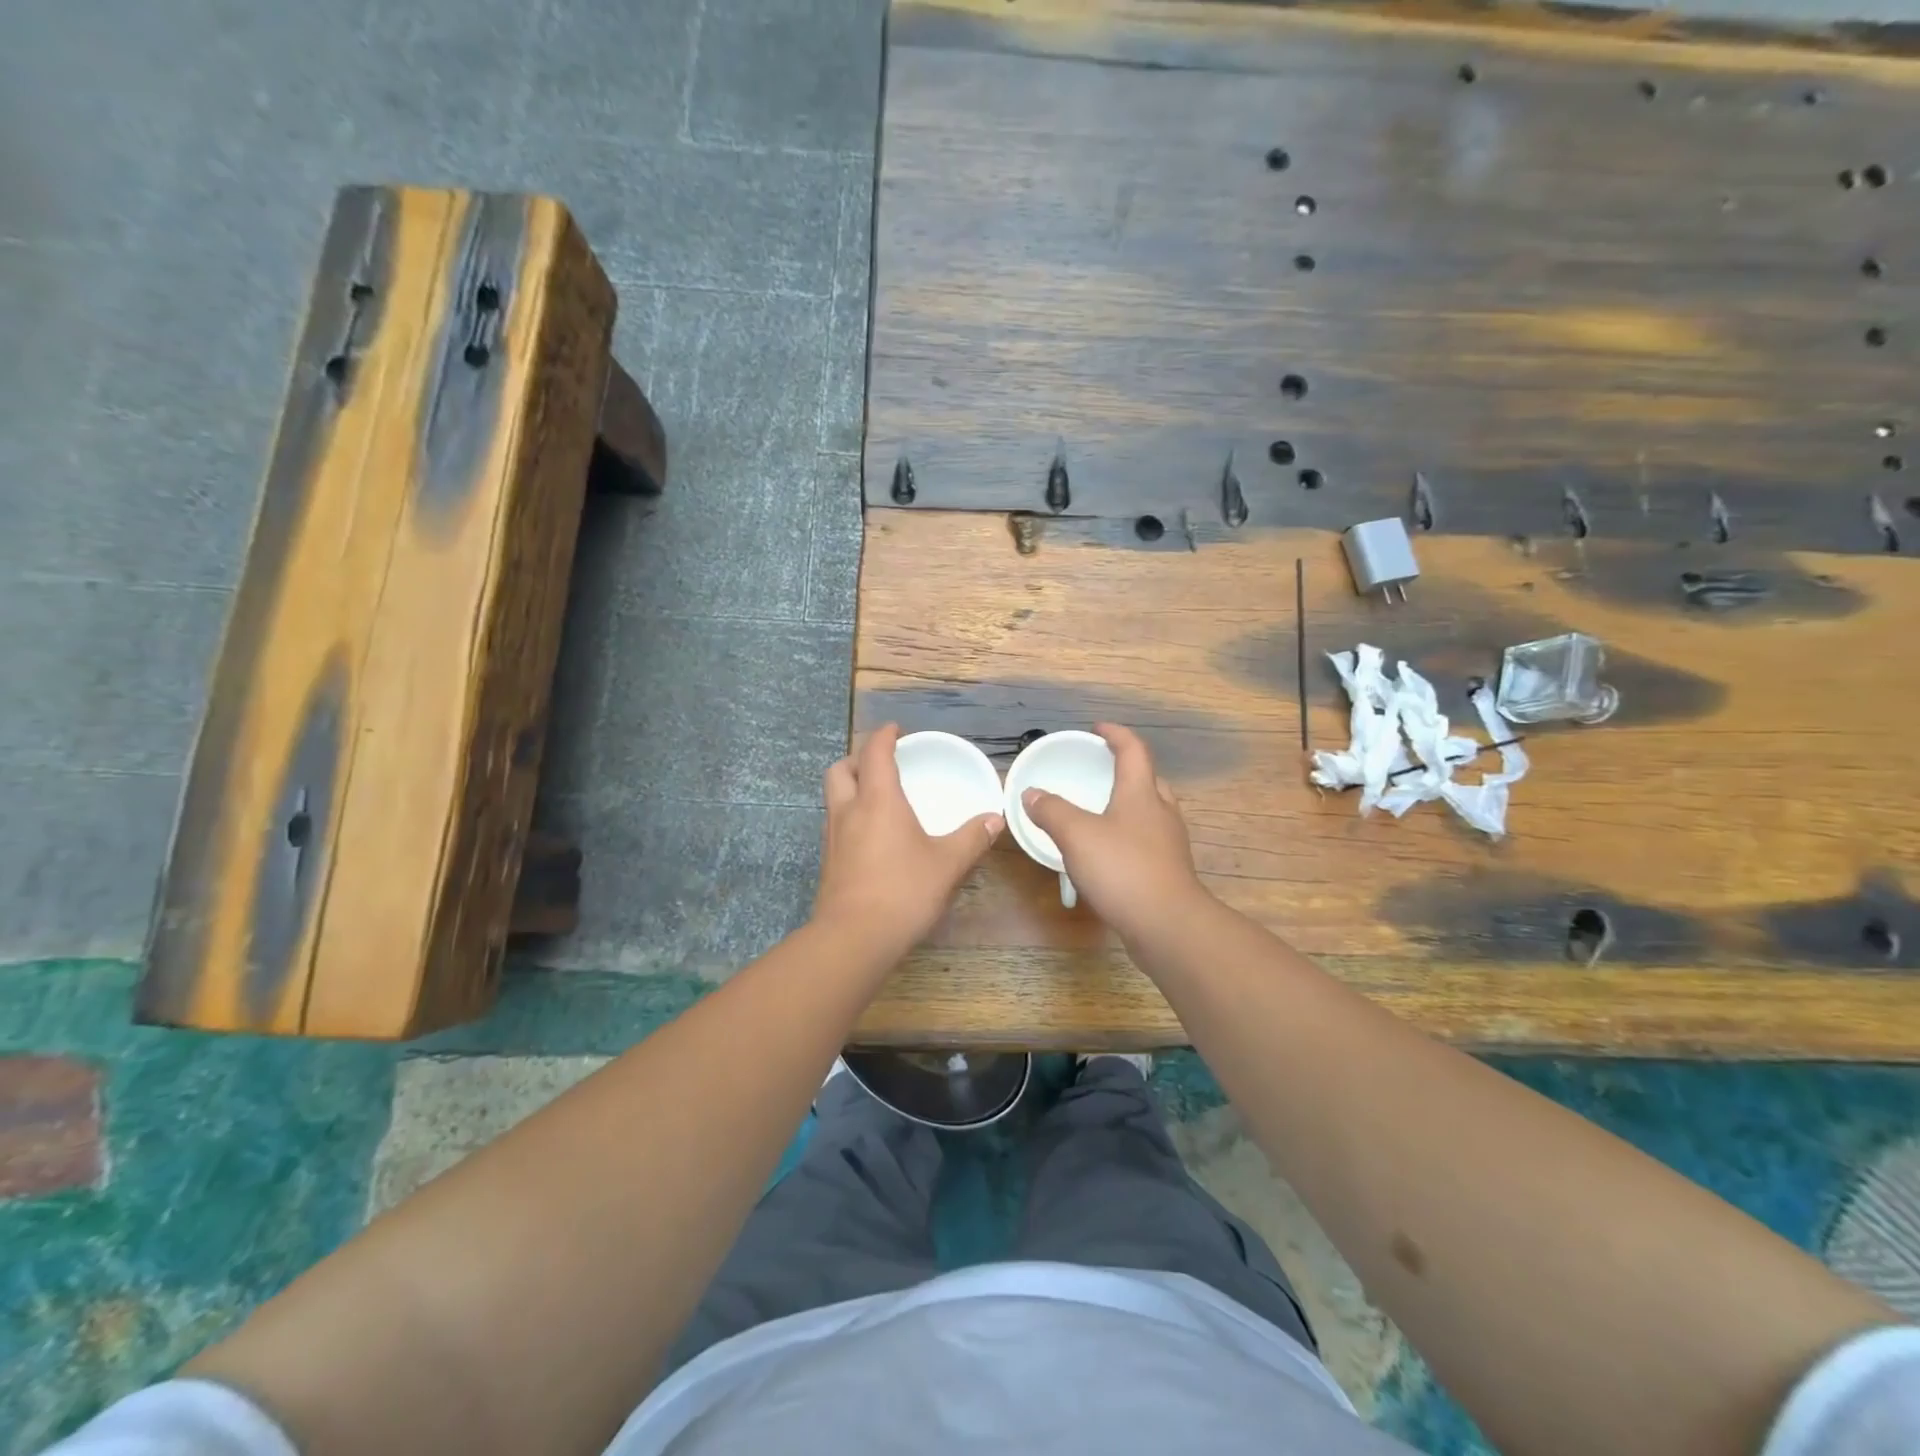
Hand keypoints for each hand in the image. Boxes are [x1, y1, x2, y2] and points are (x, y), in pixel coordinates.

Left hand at [813, 723, 1002, 958]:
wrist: (854, 938)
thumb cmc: (903, 891)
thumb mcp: (947, 864)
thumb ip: (972, 839)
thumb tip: (994, 819)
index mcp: (878, 800)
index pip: (875, 752)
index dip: (885, 736)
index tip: (897, 730)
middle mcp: (849, 811)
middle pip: (841, 769)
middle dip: (858, 758)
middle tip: (881, 763)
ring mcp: (833, 837)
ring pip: (833, 796)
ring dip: (851, 786)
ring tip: (876, 796)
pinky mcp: (828, 862)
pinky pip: (835, 823)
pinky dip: (850, 815)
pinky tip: (871, 835)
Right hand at [1021, 723, 1210, 944]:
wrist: (1167, 925)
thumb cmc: (1122, 869)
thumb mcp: (1076, 835)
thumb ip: (1051, 811)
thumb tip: (1031, 794)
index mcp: (1141, 793)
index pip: (1133, 750)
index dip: (1116, 734)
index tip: (1097, 728)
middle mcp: (1161, 811)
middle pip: (1148, 779)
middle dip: (1126, 769)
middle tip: (1100, 770)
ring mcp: (1169, 842)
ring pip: (1151, 810)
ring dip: (1129, 803)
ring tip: (1102, 811)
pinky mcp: (1169, 870)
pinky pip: (1148, 839)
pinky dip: (1129, 834)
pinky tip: (1110, 852)